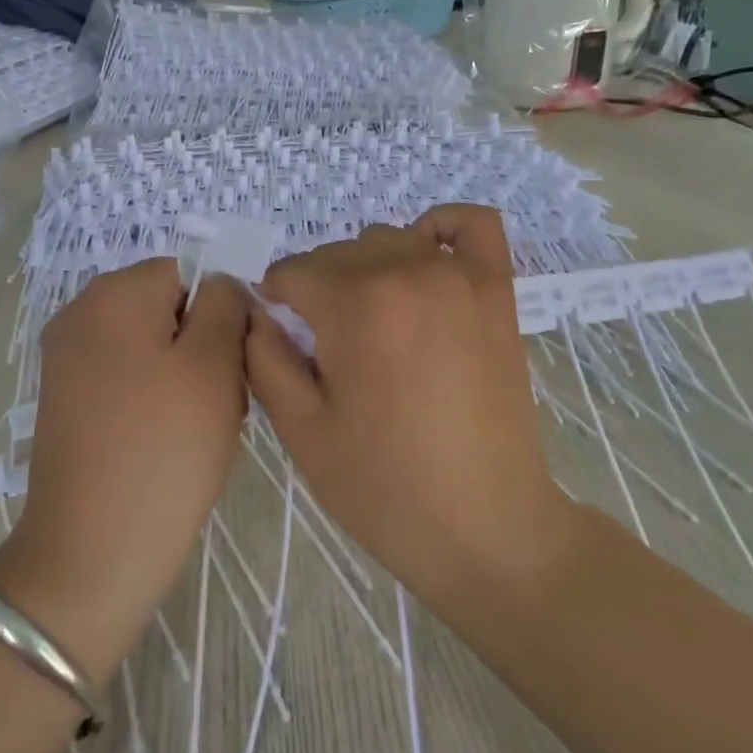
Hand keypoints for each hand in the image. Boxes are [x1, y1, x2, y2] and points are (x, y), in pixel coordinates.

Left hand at [0, 259, 248, 682]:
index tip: (233, 365)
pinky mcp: (66, 400)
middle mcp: (80, 313)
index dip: (221, 313)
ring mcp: (67, 359)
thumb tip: (220, 284)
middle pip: (166, 308)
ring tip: (197, 428)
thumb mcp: (214, 364)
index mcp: (113, 293)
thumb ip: (225, 304)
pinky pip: (126, 377)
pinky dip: (154, 399)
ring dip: (183, 376)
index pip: (188, 273)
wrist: (95, 551)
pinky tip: (167, 442)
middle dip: (202, 346)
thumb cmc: (165, 449)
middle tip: (221, 401)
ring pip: (151, 346)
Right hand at [245, 204, 574, 611]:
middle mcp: (406, 271)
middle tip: (322, 346)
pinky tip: (423, 258)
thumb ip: (263, 356)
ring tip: (369, 322)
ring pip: (389, 239)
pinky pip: (471, 226)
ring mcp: (459, 276)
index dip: (274, 300)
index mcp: (354, 304)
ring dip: (365, 268)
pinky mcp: (497, 291)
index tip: (278, 334)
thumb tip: (255, 313)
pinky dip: (441, 228)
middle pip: (337, 254)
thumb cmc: (383, 486)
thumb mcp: (300, 428)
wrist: (485, 527)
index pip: (293, 272)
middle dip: (316, 290)